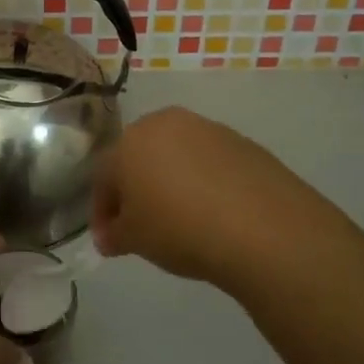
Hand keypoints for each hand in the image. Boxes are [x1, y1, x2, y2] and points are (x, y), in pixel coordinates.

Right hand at [91, 106, 326, 288]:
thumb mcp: (135, 240)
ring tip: (181, 218)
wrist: (261, 227)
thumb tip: (109, 235)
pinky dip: (203, 181)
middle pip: (139, 156)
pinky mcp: (240, 141)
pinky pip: (209, 161)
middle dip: (135, 188)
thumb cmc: (180, 229)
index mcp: (129, 141)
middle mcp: (163, 123)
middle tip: (142, 224)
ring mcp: (205, 128)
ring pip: (175, 154)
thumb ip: (114, 234)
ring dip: (170, 180)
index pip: (104, 176)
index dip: (103, 210)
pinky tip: (214, 211)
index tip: (110, 239)